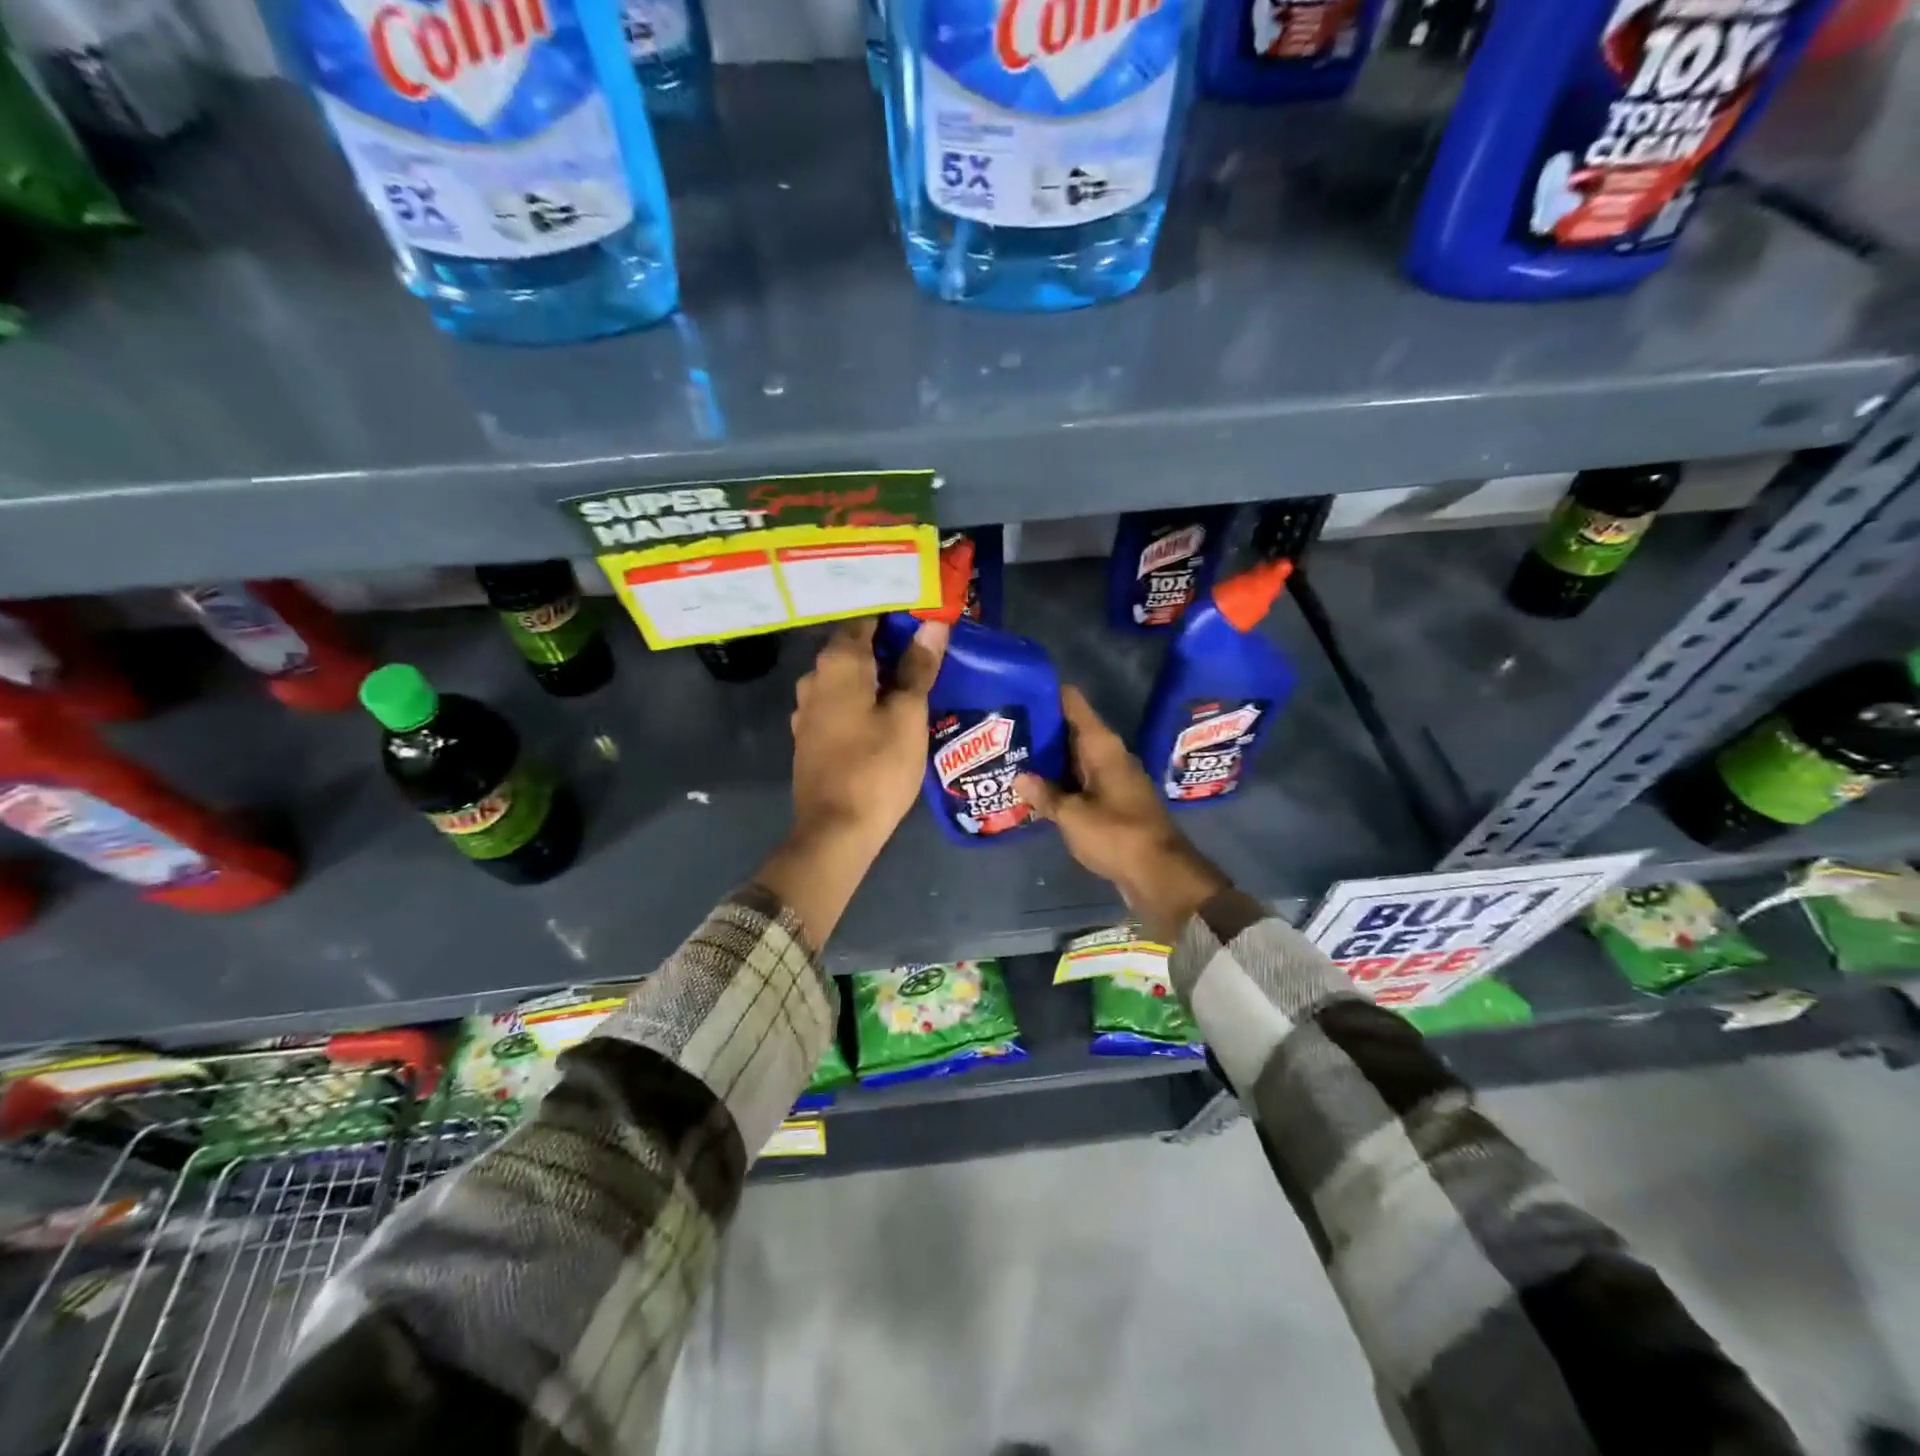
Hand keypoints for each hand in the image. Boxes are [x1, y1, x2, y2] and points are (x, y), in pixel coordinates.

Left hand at [789, 617, 948, 856]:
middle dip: (888, 643)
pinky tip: (884, 709)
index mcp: (838, 664)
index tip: (925, 614)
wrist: (835, 831)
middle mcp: (814, 678)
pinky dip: (861, 697)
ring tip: (911, 677)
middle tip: (927, 645)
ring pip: (845, 677)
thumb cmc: (877, 768)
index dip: (896, 613)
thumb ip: (918, 668)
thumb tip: (932, 625)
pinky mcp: (809, 736)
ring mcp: (807, 709)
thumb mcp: (908, 716)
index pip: (866, 618)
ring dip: (875, 672)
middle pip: (854, 646)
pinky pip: (839, 702)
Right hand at [1014, 686, 1228, 944]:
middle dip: (1039, 730)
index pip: (1072, 703)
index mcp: (1102, 746)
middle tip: (1002, 730)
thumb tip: (1019, 777)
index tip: (1017, 692)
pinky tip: (1033, 791)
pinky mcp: (1112, 803)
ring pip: (1073, 759)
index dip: (1046, 694)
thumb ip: (1044, 795)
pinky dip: (1059, 783)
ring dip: (1047, 760)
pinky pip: (1080, 783)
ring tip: (1009, 757)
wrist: (1160, 875)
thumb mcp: (1072, 815)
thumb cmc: (1117, 835)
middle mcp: (1108, 755)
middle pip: (1070, 730)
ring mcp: (1112, 779)